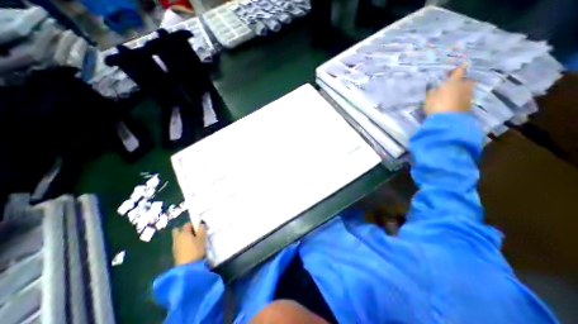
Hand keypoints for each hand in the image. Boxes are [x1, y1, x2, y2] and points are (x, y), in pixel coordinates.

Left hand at [171, 223, 207, 265]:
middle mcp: (177, 237)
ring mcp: (174, 245)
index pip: (187, 224)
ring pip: (177, 236)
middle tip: (192, 232)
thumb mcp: (202, 238)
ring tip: (191, 240)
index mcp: (184, 232)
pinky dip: (181, 242)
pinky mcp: (174, 252)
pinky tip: (188, 246)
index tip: (198, 228)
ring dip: (182, 236)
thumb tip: (200, 223)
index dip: (193, 224)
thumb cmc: (196, 250)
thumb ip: (201, 229)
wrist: (187, 267)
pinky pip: (177, 243)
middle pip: (177, 229)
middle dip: (183, 229)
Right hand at [424, 63, 473, 114]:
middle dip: (462, 81)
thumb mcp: (429, 99)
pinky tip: (454, 102)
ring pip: (466, 89)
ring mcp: (468, 95)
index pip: (458, 72)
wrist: (448, 120)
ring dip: (461, 90)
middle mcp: (463, 86)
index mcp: (453, 83)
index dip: (460, 68)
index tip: (465, 62)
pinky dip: (461, 98)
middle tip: (455, 84)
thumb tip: (434, 88)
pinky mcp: (468, 104)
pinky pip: (465, 98)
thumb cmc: (436, 106)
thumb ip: (432, 92)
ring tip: (453, 94)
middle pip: (466, 81)